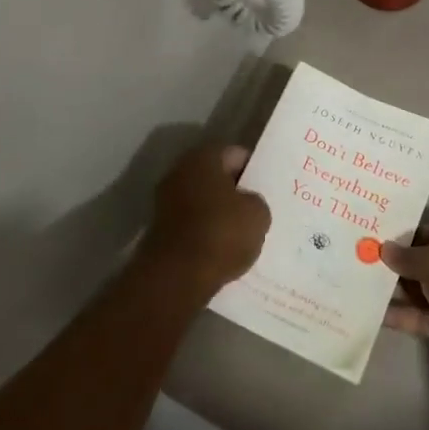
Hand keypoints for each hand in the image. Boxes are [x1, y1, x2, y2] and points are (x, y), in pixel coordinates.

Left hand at [139, 144, 270, 298]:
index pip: (236, 154)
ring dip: (220, 213)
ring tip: (243, 233)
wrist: (177, 275)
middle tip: (257, 209)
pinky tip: (223, 249)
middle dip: (235, 192)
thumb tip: (246, 204)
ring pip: (203, 201)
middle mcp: (179, 171)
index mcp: (203, 157)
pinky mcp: (160, 229)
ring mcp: (165, 200)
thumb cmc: (221, 232)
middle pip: (216, 177)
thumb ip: (256, 202)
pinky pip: (192, 224)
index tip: (268, 188)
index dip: (255, 170)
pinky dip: (206, 232)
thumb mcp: (258, 214)